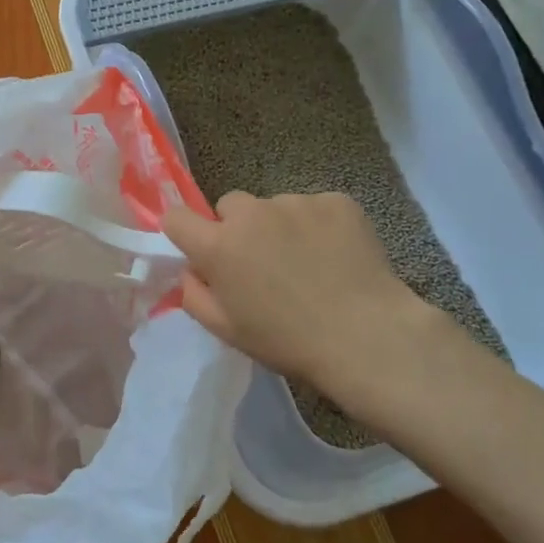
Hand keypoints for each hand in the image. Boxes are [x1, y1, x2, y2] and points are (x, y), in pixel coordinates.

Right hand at [163, 190, 457, 419]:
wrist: (366, 336)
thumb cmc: (287, 341)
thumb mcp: (226, 330)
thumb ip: (194, 294)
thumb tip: (192, 270)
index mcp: (219, 245)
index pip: (177, 217)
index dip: (184, 232)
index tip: (200, 250)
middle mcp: (252, 213)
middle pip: (230, 205)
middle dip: (237, 228)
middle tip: (261, 262)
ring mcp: (296, 202)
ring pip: (274, 207)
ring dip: (280, 227)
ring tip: (307, 263)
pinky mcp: (336, 201)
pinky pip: (314, 208)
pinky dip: (319, 227)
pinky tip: (336, 256)